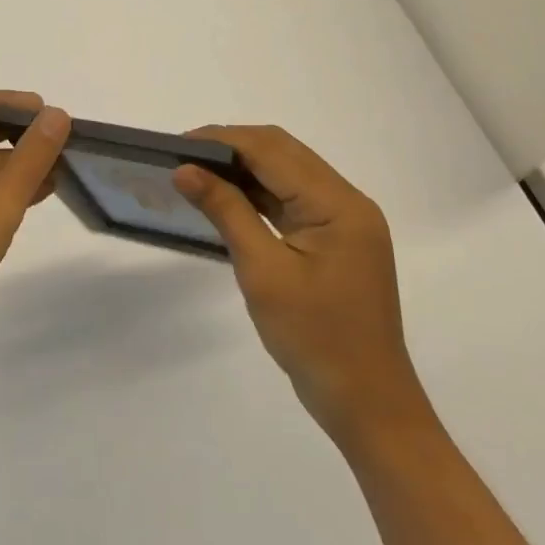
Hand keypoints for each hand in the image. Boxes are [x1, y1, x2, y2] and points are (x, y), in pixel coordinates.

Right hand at [173, 126, 425, 448]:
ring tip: (197, 172)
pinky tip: (228, 198)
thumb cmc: (314, 339)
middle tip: (183, 156)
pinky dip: (259, 193)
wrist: (367, 404)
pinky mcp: (337, 239)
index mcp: (338, 204)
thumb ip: (226, 211)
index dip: (223, 140)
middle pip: (284, 153)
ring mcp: (345, 221)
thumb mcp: (263, 272)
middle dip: (232, 147)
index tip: (178, 144)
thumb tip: (185, 169)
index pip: (273, 151)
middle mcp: (348, 202)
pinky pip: (293, 200)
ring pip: (288, 173)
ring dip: (245, 168)